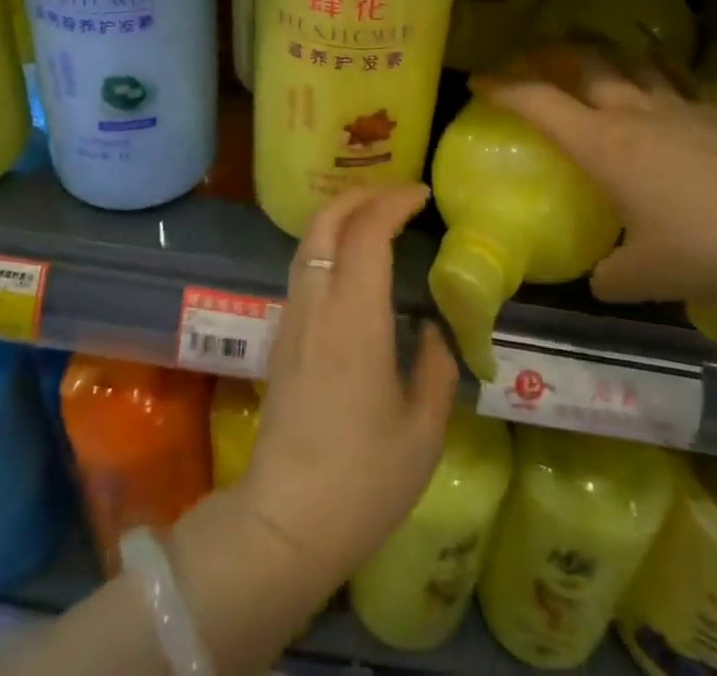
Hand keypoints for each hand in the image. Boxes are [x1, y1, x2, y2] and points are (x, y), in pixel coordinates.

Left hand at [233, 185, 459, 598]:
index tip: (421, 195)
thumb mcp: (423, 429)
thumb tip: (428, 329)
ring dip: (340, 215)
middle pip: (325, 221)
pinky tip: (351, 262)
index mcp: (355, 318)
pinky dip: (327, 242)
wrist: (285, 522)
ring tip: (376, 218)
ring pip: (308, 241)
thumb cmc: (363, 479)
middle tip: (398, 196)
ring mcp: (293, 318)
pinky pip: (303, 267)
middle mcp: (317, 304)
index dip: (393, 202)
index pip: (366, 232)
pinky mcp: (282, 337)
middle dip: (361, 195)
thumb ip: (434, 366)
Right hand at [472, 43, 716, 306]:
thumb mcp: (645, 276)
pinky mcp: (712, 116)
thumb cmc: (705, 246)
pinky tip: (654, 65)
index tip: (478, 82)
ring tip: (585, 49)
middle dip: (546, 54)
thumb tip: (601, 280)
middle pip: (581, 63)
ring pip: (626, 61)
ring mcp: (675, 109)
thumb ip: (612, 277)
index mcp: (601, 145)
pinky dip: (654, 65)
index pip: (538, 103)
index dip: (503, 88)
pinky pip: (673, 77)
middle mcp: (631, 115)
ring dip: (599, 50)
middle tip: (526, 57)